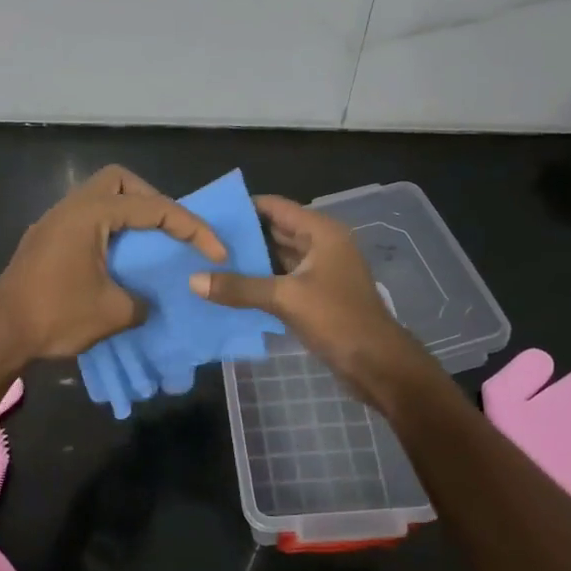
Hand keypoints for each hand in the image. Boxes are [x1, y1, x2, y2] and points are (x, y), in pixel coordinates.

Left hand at [0, 165, 225, 367]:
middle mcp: (69, 208)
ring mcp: (53, 223)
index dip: (191, 227)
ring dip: (128, 214)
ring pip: (98, 198)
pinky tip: (118, 259)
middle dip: (152, 199)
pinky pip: (85, 219)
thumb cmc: (55, 317)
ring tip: (150, 243)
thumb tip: (144, 301)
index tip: (215, 251)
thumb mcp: (113, 313)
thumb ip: (142, 301)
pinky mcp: (44, 241)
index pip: (152, 208)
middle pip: (118, 181)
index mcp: (89, 215)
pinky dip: (109, 229)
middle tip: (171, 229)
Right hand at [190, 195, 431, 403]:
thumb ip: (240, 287)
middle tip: (200, 239)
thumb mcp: (285, 299)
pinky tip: (229, 288)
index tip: (208, 212)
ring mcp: (320, 271)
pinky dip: (259, 282)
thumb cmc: (337, 319)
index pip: (276, 207)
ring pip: (277, 258)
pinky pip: (281, 280)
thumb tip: (194, 280)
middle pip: (275, 231)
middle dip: (242, 236)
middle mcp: (322, 245)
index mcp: (321, 232)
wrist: (376, 363)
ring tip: (207, 262)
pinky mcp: (316, 296)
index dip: (243, 207)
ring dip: (249, 261)